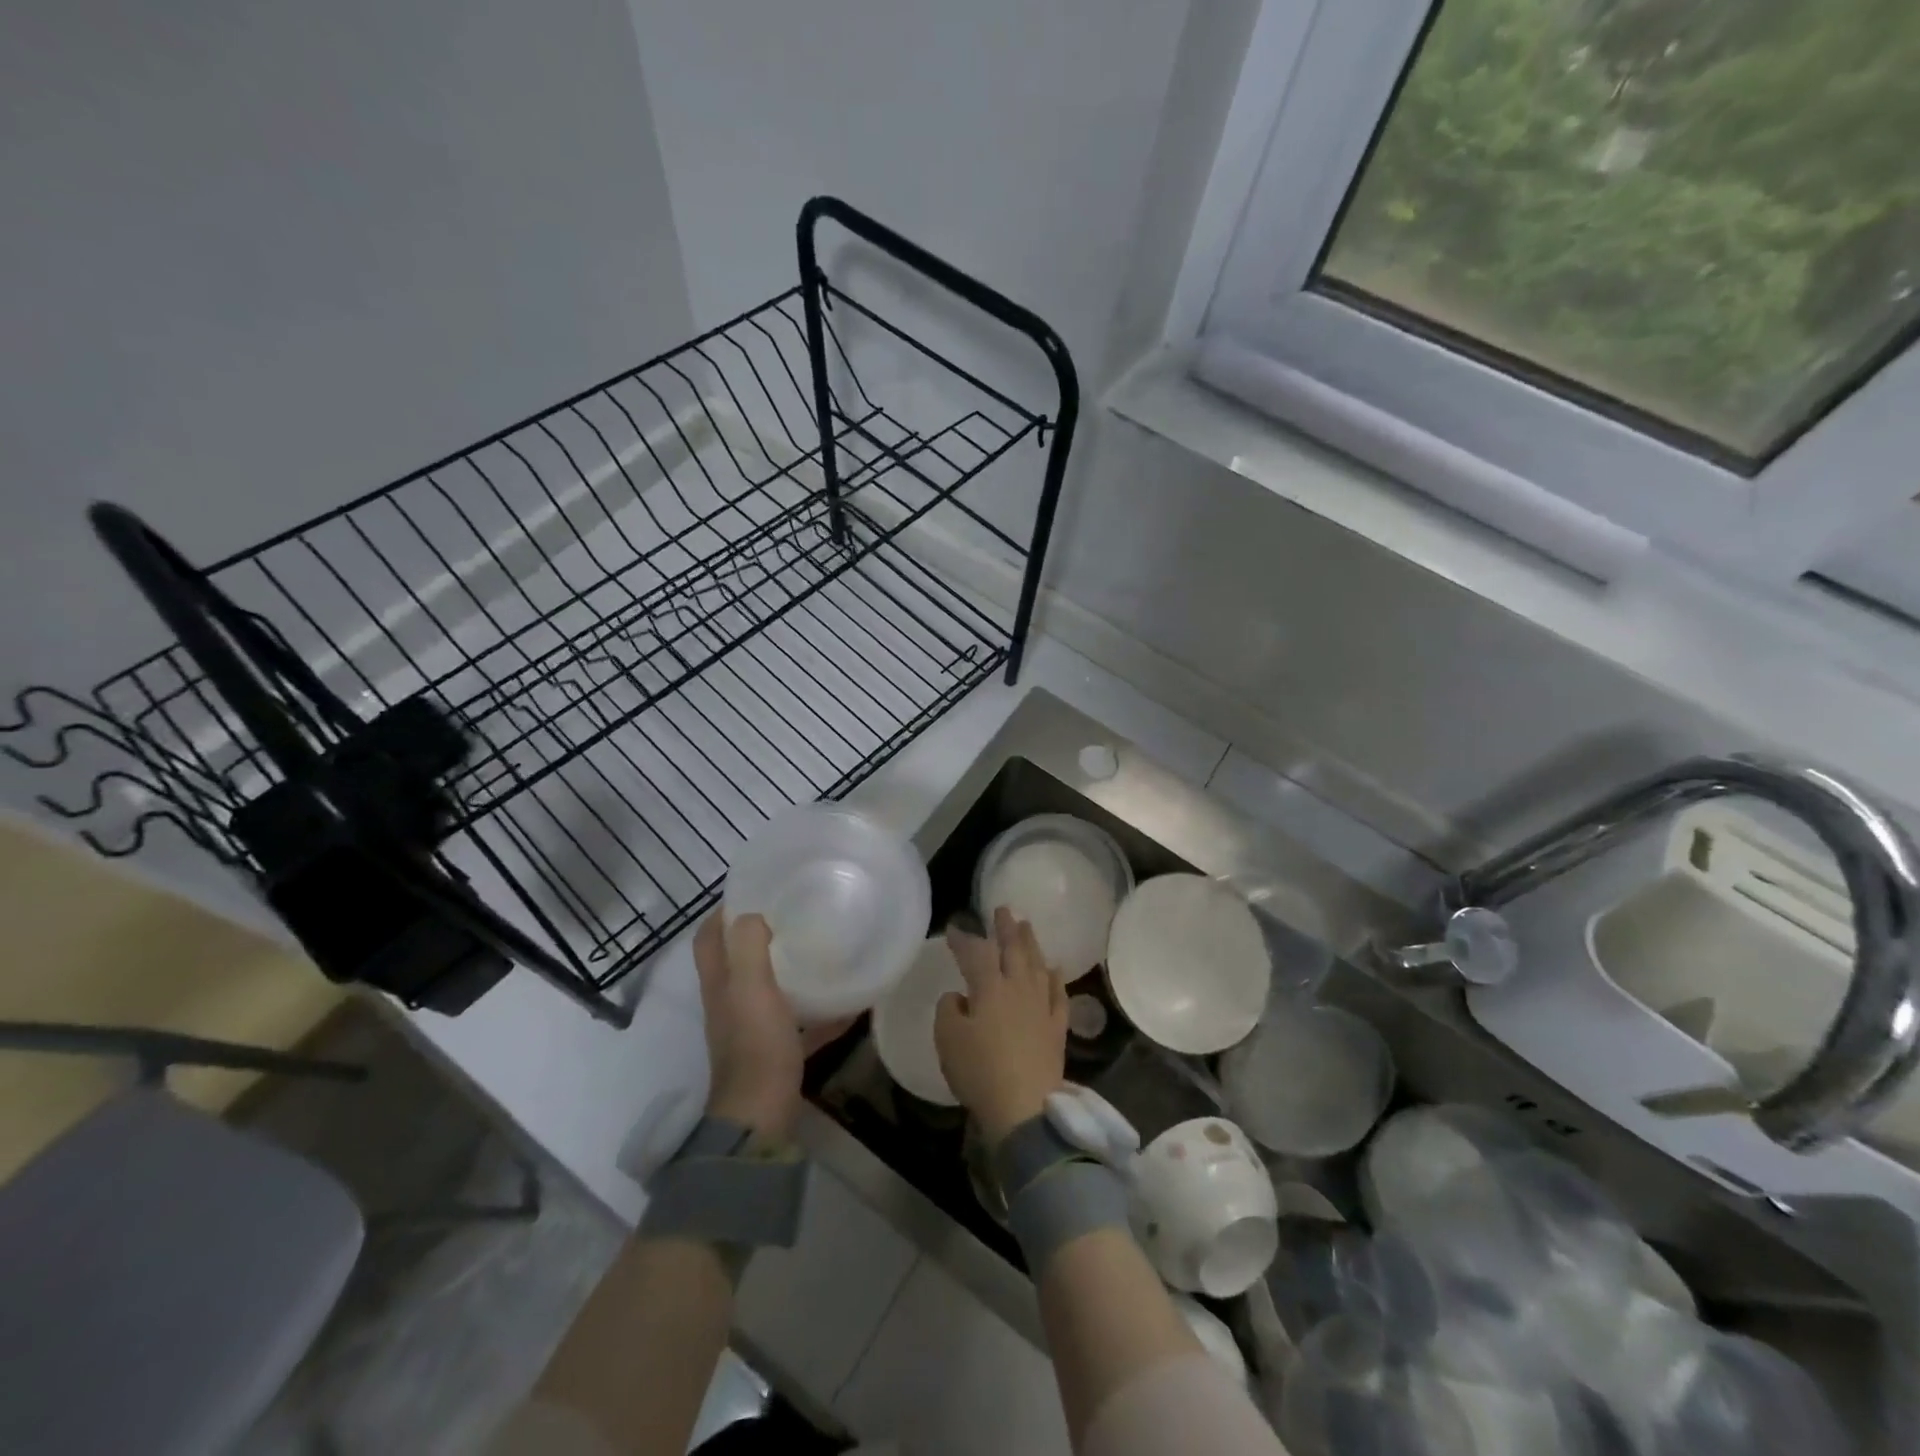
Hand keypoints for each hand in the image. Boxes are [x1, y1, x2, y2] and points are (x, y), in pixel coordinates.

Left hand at [695, 912, 849, 1143]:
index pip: (708, 938)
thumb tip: (753, 915)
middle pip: (738, 961)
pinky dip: (821, 1013)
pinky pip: (800, 1023)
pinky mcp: (776, 1052)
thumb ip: (748, 947)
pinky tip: (851, 1004)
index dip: (722, 911)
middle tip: (795, 914)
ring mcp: (753, 1030)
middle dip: (760, 935)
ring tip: (821, 950)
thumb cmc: (756, 1044)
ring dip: (790, 970)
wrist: (762, 1114)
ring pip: (769, 990)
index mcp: (720, 985)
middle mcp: (731, 1004)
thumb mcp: (751, 988)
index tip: (754, 890)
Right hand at [935, 908, 1068, 1146]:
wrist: (1024, 1107)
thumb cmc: (979, 1071)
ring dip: (1031, 944)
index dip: (964, 939)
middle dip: (1006, 928)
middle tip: (1003, 909)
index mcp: (989, 988)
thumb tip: (960, 997)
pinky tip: (1054, 969)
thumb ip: (949, 1010)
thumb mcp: (948, 1040)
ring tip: (1027, 927)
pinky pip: (1058, 995)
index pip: (975, 953)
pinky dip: (1055, 978)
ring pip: (1037, 965)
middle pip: (1013, 950)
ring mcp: (1041, 1007)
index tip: (955, 928)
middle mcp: (1018, 989)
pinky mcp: (1056, 1028)